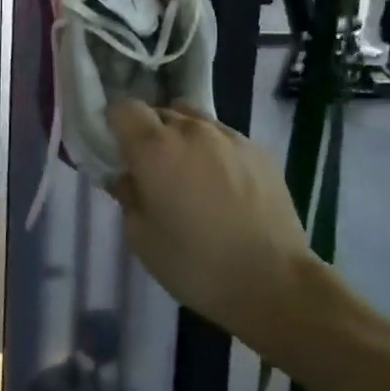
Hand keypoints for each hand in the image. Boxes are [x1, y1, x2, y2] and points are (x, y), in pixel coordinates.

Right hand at [106, 100, 319, 339]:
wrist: (274, 282)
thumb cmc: (195, 264)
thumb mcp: (141, 237)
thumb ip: (127, 196)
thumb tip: (127, 178)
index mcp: (155, 148)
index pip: (123, 108)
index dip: (115, 124)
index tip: (117, 150)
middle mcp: (191, 130)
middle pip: (159, 112)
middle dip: (149, 134)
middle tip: (152, 171)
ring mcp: (230, 137)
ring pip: (194, 121)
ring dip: (183, 139)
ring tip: (191, 176)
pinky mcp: (260, 151)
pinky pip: (224, 138)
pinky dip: (215, 152)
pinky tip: (224, 188)